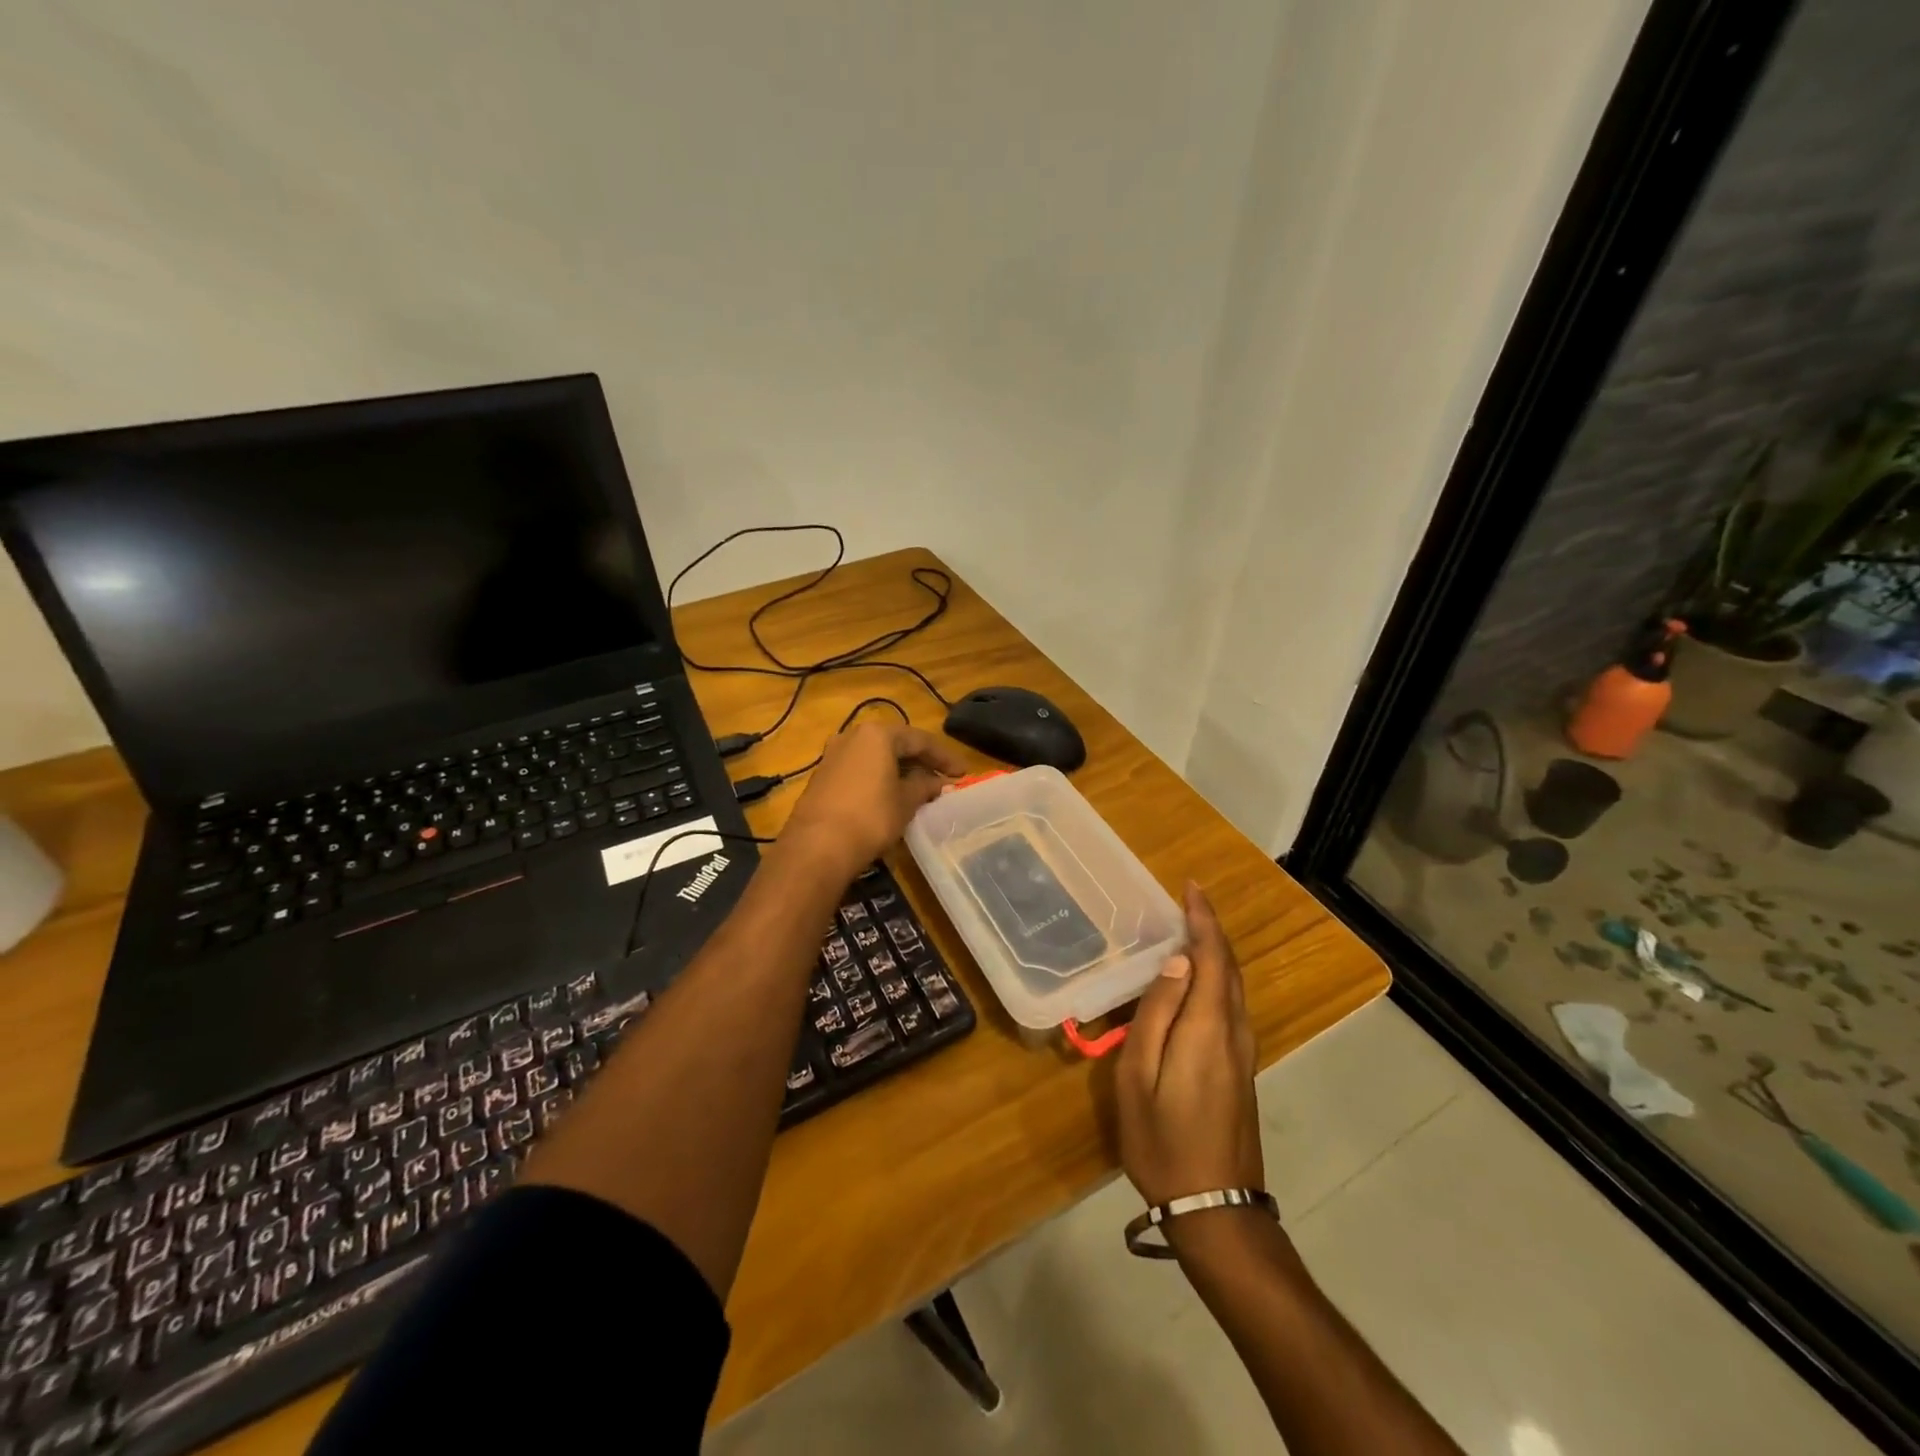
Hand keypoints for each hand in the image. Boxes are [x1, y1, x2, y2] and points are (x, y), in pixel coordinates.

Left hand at [779, 721, 964, 873]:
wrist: (817, 846)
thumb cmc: (871, 817)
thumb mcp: (906, 801)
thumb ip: (925, 786)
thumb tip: (938, 782)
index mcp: (877, 734)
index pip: (920, 740)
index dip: (944, 757)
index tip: (963, 773)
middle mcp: (852, 736)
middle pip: (895, 744)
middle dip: (921, 762)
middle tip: (942, 779)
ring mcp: (833, 755)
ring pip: (876, 757)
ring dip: (899, 771)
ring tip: (920, 789)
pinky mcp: (823, 776)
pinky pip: (860, 770)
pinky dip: (879, 779)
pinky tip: (891, 796)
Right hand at [1115, 883, 1262, 1208]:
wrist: (1215, 1208)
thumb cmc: (1162, 1141)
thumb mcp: (1138, 1076)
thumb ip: (1157, 1014)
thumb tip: (1177, 962)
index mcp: (1207, 1028)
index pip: (1211, 957)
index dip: (1202, 919)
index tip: (1190, 887)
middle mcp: (1233, 1032)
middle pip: (1227, 968)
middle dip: (1210, 930)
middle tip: (1187, 902)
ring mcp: (1243, 1053)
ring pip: (1233, 987)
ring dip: (1215, 953)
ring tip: (1189, 931)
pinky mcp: (1241, 1070)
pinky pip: (1231, 1006)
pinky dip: (1217, 977)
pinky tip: (1198, 979)